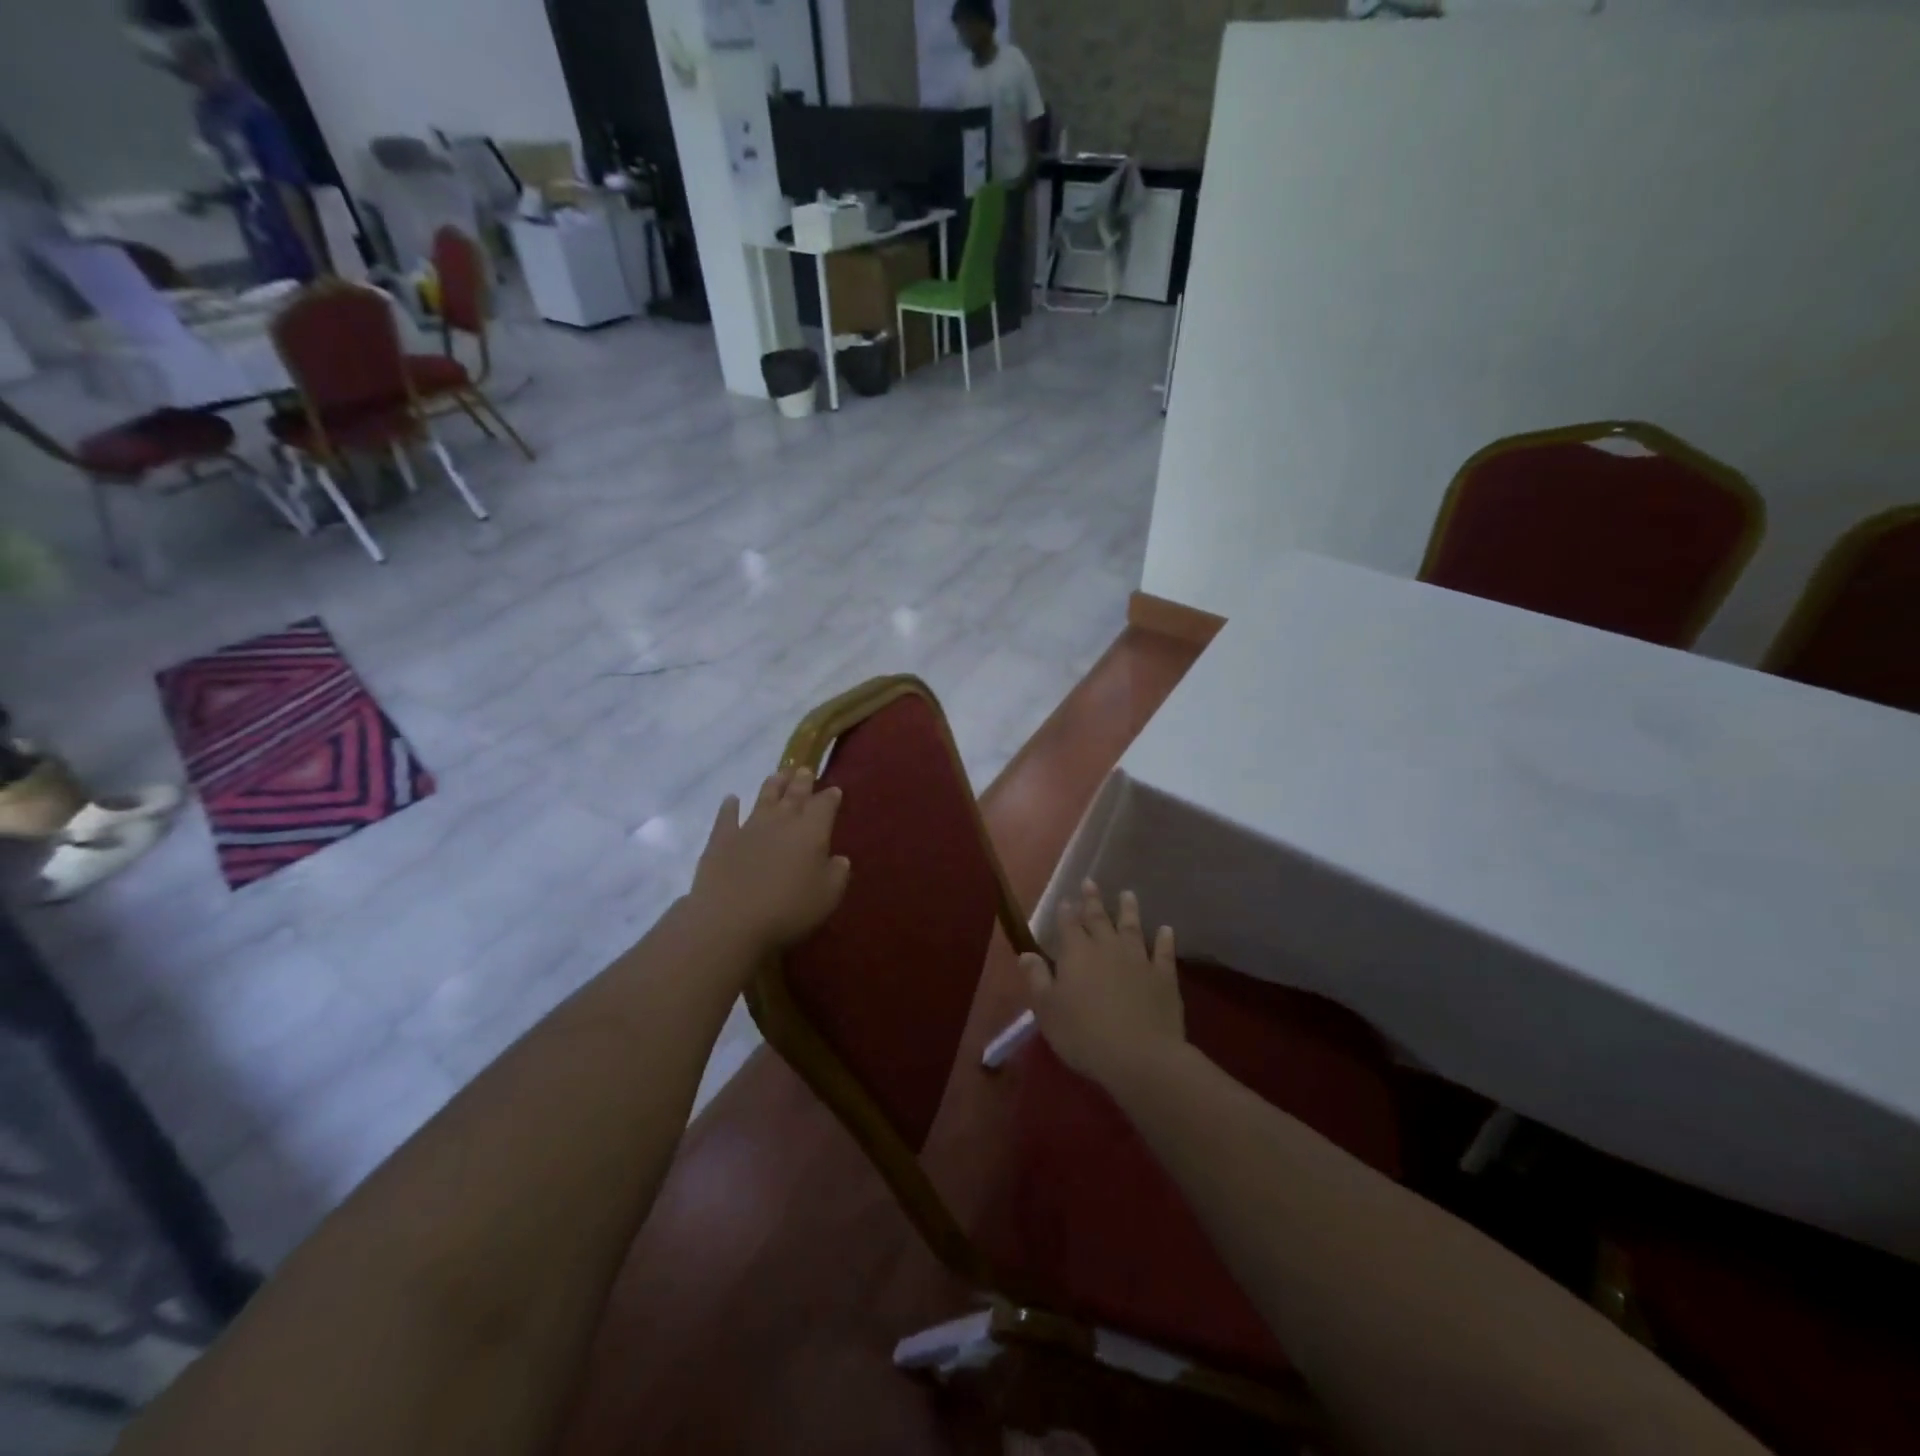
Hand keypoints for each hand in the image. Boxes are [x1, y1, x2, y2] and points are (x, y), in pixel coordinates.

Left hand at [688, 767, 850, 955]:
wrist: (730, 920)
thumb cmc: (788, 909)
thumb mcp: (827, 896)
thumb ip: (837, 874)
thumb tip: (839, 859)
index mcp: (812, 831)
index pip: (825, 805)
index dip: (831, 796)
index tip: (834, 790)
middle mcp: (782, 821)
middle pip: (795, 794)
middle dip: (802, 782)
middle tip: (805, 770)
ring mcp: (749, 827)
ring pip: (764, 798)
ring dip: (773, 785)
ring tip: (778, 774)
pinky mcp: (721, 839)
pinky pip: (726, 816)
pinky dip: (729, 806)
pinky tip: (731, 799)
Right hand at [1021, 880, 1184, 1091]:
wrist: (1139, 1056)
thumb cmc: (1083, 1034)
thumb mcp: (1048, 1010)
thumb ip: (1038, 978)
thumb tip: (1026, 953)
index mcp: (1076, 953)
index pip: (1068, 924)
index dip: (1066, 911)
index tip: (1065, 898)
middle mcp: (1107, 948)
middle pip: (1099, 918)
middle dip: (1093, 900)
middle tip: (1091, 882)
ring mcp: (1139, 959)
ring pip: (1132, 928)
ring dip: (1129, 910)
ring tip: (1128, 894)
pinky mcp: (1164, 977)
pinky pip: (1164, 952)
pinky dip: (1165, 939)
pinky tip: (1166, 929)